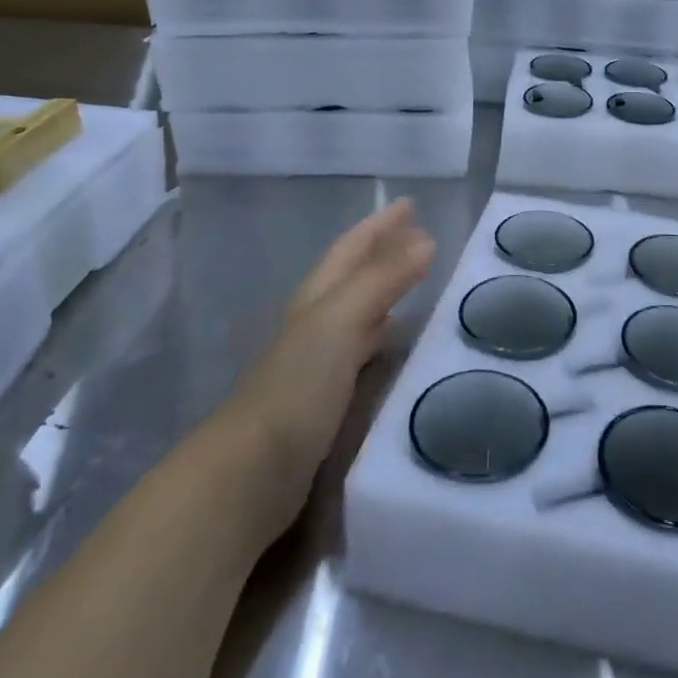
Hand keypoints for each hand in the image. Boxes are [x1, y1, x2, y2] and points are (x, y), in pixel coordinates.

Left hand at [223, 198, 434, 544]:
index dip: (380, 225)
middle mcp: (315, 323)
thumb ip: (382, 279)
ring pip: (358, 314)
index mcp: (317, 299)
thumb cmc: (296, 386)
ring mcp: (318, 363)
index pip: (352, 249)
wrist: (250, 473)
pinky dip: (384, 337)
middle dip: (384, 253)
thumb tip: (426, 238)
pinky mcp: (326, 400)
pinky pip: (363, 352)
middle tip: (423, 239)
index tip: (411, 204)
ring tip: (420, 286)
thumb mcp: (339, 321)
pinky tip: (398, 349)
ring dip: (386, 294)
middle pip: (353, 276)